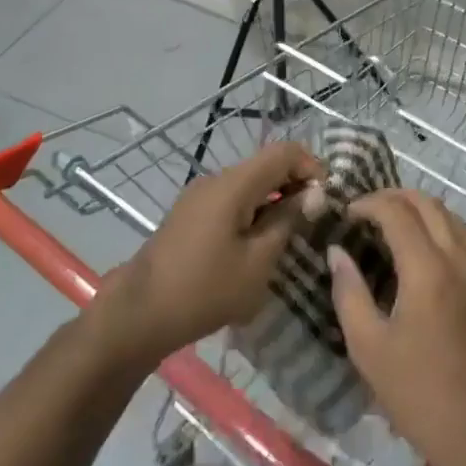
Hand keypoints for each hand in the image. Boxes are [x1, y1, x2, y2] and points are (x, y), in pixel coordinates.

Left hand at [90, 141, 318, 367]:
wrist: (139, 314)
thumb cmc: (205, 289)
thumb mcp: (258, 260)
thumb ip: (288, 220)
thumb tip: (313, 193)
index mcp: (234, 184)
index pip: (284, 152)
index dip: (312, 166)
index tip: (327, 198)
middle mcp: (216, 179)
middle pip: (266, 165)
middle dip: (295, 184)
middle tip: (314, 219)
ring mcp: (200, 195)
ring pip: (249, 183)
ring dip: (274, 199)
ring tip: (289, 234)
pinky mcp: (190, 214)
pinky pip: (232, 199)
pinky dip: (253, 210)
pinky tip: (258, 243)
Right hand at [328, 188, 465, 465]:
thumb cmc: (418, 393)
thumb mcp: (369, 347)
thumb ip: (349, 293)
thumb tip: (337, 253)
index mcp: (427, 268)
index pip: (396, 212)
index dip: (368, 203)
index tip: (346, 213)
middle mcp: (457, 259)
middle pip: (428, 204)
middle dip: (395, 197)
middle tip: (366, 211)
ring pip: (450, 217)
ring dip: (420, 209)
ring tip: (391, 223)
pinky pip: (461, 240)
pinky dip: (437, 228)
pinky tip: (418, 253)